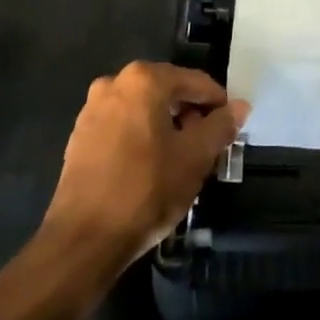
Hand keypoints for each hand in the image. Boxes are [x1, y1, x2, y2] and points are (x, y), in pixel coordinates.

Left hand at [40, 61, 248, 272]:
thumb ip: (221, 126)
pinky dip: (142, 137)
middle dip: (191, 115)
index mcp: (144, 80)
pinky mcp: (80, 137)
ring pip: (144, 109)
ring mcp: (92, 110)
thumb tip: (239, 106)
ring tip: (182, 159)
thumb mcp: (195, 157)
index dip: (218, 104)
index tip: (230, 128)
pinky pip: (123, 126)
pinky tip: (152, 167)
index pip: (195, 82)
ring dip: (166, 126)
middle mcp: (115, 84)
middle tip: (209, 145)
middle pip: (168, 92)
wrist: (83, 240)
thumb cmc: (146, 189)